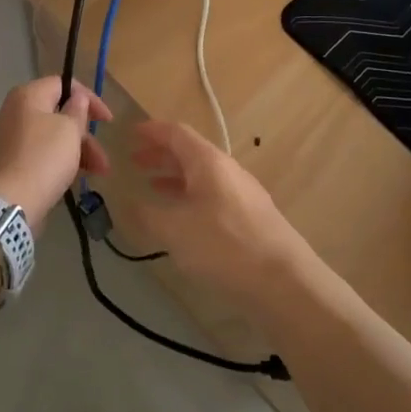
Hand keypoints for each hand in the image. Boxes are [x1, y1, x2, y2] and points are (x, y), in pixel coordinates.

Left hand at [0, 77, 111, 232]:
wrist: (6, 205)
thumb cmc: (43, 159)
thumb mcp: (70, 130)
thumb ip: (77, 110)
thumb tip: (77, 98)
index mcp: (26, 96)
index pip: (62, 84)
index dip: (89, 98)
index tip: (107, 121)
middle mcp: (9, 112)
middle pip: (55, 114)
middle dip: (84, 135)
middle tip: (102, 158)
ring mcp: (1, 140)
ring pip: (46, 137)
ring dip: (74, 151)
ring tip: (95, 174)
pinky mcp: (1, 164)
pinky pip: (34, 155)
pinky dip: (54, 162)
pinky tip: (69, 180)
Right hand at [120, 120, 311, 305]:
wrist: (283, 280)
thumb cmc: (222, 245)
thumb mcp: (174, 230)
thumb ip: (146, 214)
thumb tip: (127, 201)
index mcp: (208, 161)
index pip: (176, 133)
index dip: (152, 131)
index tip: (131, 133)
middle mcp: (227, 169)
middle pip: (190, 152)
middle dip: (161, 155)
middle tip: (135, 162)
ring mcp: (243, 193)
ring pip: (203, 175)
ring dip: (175, 178)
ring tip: (152, 188)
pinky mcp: (251, 217)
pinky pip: (213, 195)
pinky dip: (191, 197)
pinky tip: (183, 218)